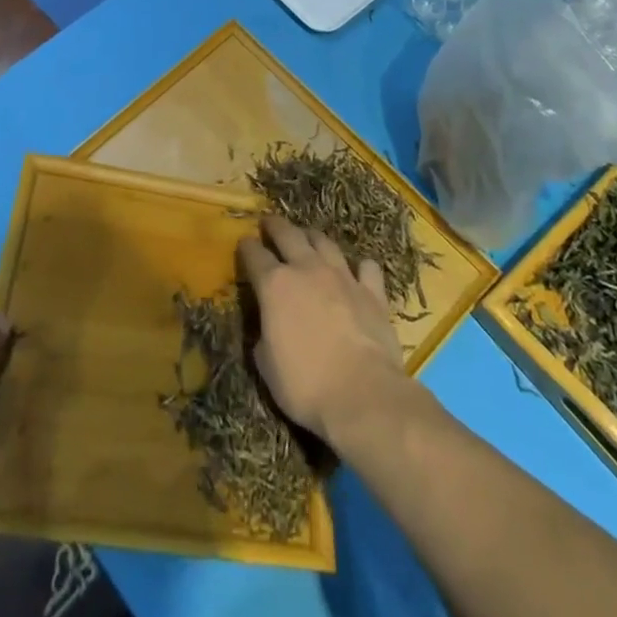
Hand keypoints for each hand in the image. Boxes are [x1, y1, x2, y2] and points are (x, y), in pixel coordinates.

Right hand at [238, 216, 407, 448]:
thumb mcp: (267, 365)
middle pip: (288, 234)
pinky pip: (366, 268)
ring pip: (325, 242)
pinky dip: (359, 267)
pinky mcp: (372, 292)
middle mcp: (307, 269)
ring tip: (308, 237)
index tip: (243, 243)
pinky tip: (357, 271)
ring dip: (313, 237)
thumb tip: (267, 328)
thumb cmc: (305, 385)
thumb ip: (264, 336)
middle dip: (275, 226)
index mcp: (275, 285)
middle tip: (269, 223)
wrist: (362, 394)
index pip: (254, 255)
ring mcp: (342, 277)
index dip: (246, 247)